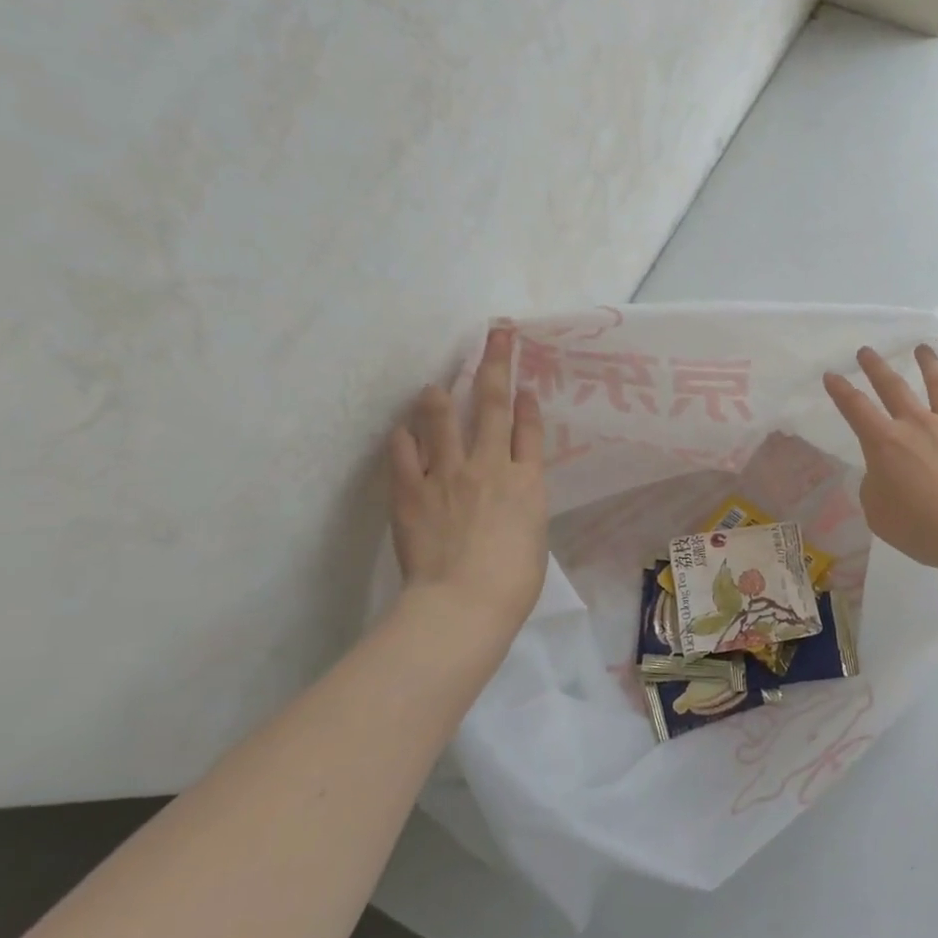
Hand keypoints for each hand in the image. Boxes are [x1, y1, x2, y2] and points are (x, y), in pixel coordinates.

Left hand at [389, 326, 547, 640]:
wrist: (464, 602)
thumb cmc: (513, 581)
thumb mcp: (534, 538)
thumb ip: (523, 507)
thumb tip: (511, 494)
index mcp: (526, 480)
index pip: (528, 429)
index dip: (528, 403)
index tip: (525, 384)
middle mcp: (489, 465)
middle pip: (494, 405)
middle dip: (496, 364)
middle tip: (497, 334)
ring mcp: (448, 474)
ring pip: (444, 419)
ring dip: (441, 395)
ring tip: (436, 382)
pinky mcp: (411, 491)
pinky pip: (405, 453)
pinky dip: (404, 438)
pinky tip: (403, 429)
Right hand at [824, 345, 937, 574]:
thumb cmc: (922, 526)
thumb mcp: (879, 513)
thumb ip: (875, 487)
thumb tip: (885, 474)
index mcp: (884, 443)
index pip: (855, 408)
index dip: (840, 391)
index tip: (831, 375)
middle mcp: (916, 425)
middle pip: (892, 386)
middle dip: (875, 367)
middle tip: (866, 351)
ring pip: (937, 386)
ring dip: (927, 364)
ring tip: (922, 349)